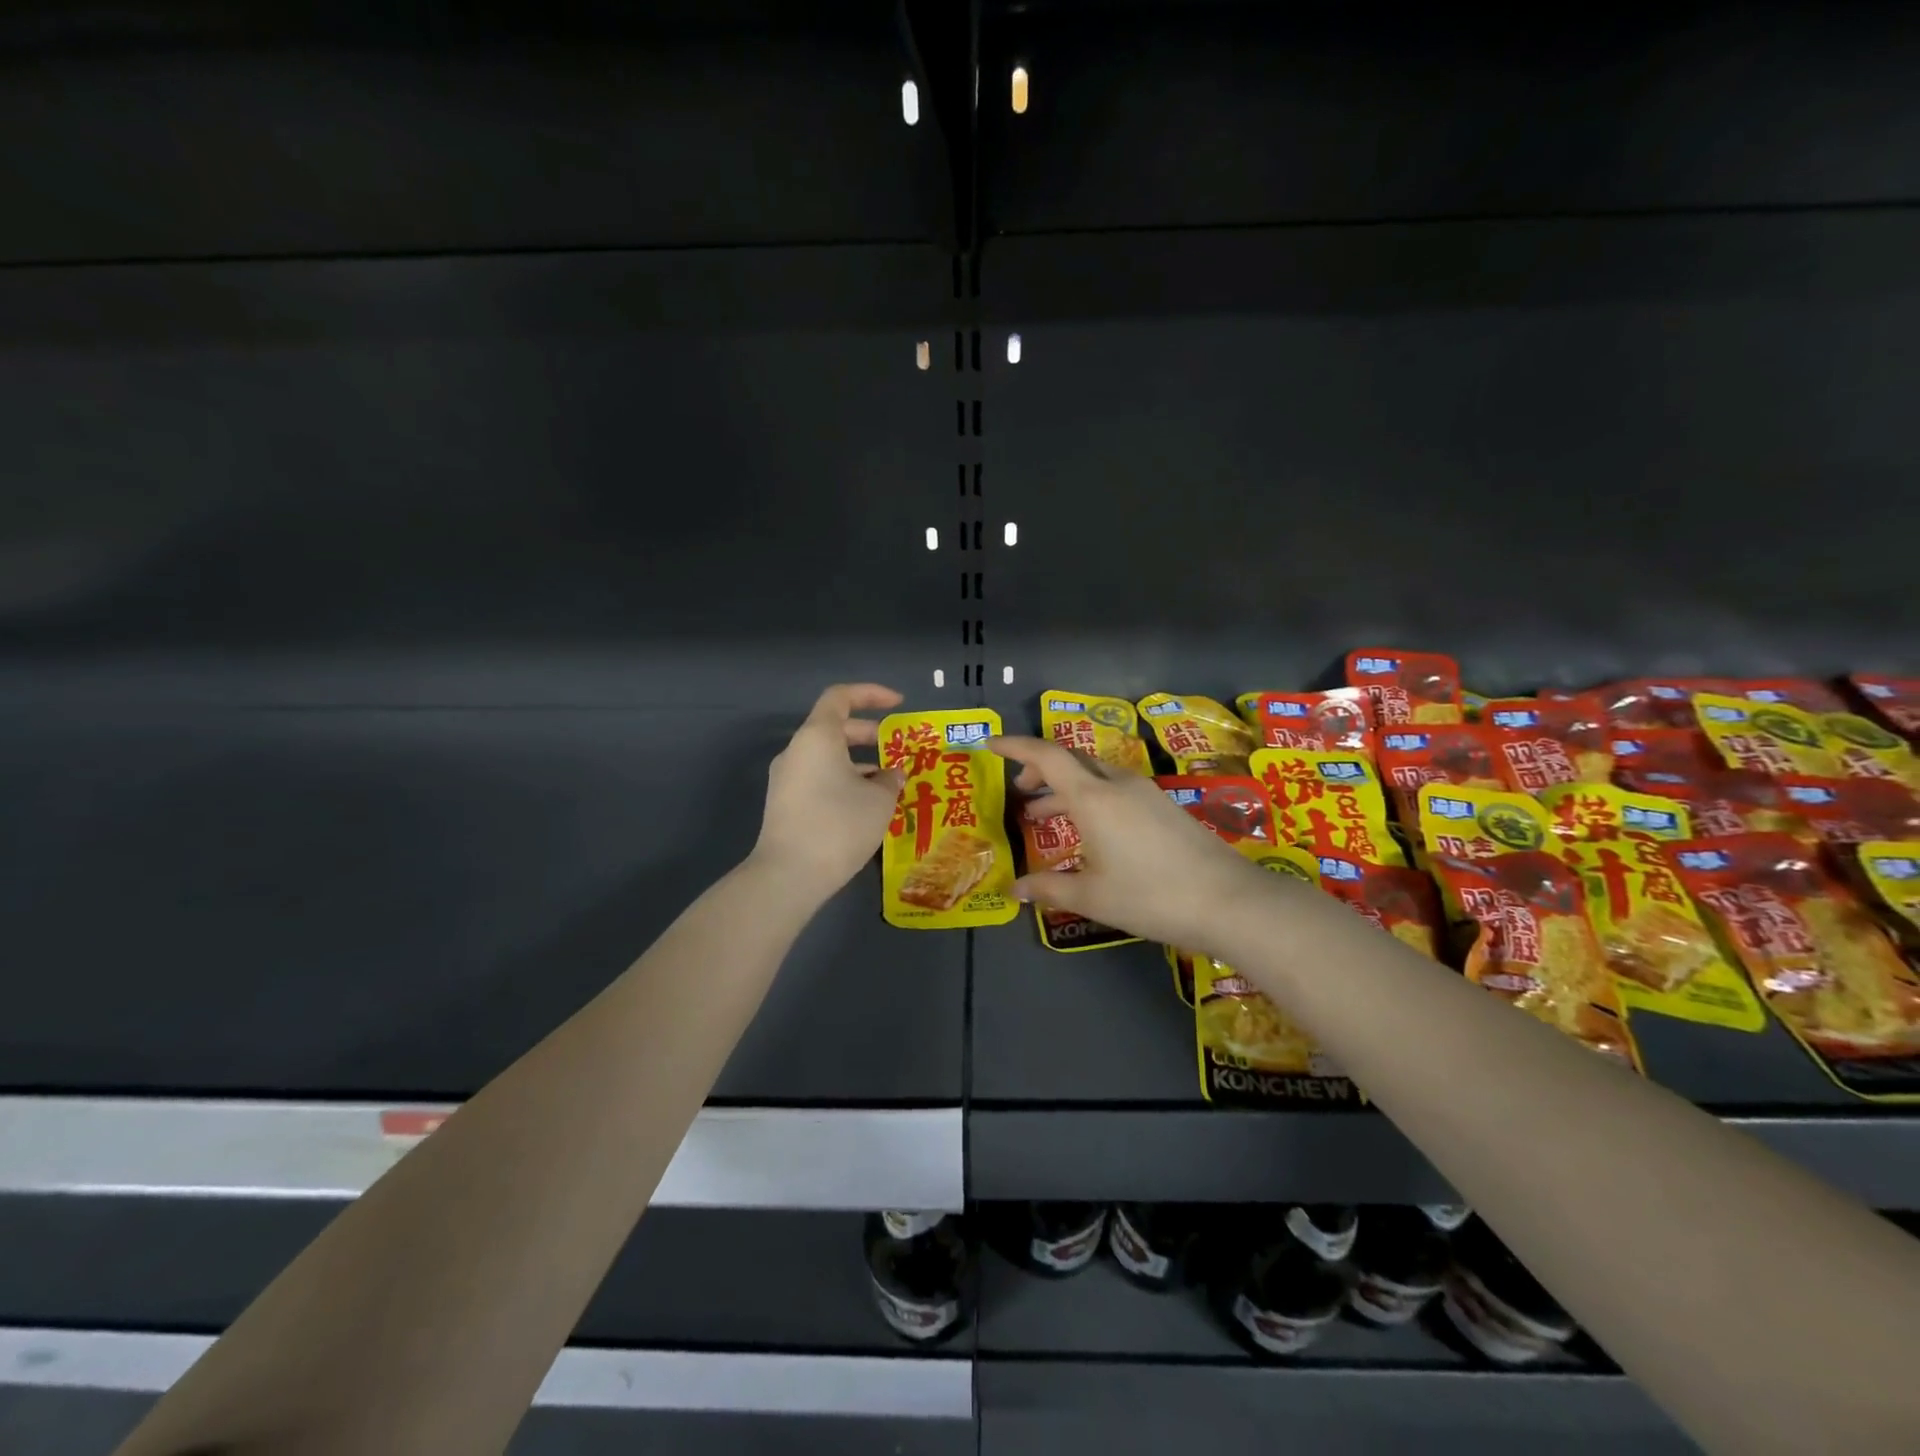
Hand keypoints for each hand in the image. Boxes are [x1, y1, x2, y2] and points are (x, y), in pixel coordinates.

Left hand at [752, 683, 906, 899]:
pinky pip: (819, 778)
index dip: (872, 694)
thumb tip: (892, 772)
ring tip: (890, 781)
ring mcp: (787, 778)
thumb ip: (890, 779)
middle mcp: (797, 751)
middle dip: (870, 734)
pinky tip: (867, 804)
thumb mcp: (879, 800)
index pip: (841, 697)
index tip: (899, 705)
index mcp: (817, 737)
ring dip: (859, 762)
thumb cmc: (839, 825)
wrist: (788, 876)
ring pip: (828, 756)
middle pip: (834, 728)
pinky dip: (845, 780)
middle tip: (899, 749)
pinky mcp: (785, 803)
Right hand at [992, 736, 1280, 955]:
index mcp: (1093, 797)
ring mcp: (1145, 793)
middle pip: (1071, 761)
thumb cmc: (1150, 896)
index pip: (1046, 756)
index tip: (989, 744)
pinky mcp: (1164, 807)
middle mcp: (1118, 784)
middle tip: (1020, 794)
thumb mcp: (1092, 897)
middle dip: (1040, 770)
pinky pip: (1115, 790)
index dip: (1015, 746)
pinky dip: (1091, 800)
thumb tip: (1015, 890)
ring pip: (1094, 776)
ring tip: (1045, 816)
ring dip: (1066, 789)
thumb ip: (1049, 888)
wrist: (1229, 901)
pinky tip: (1090, 833)